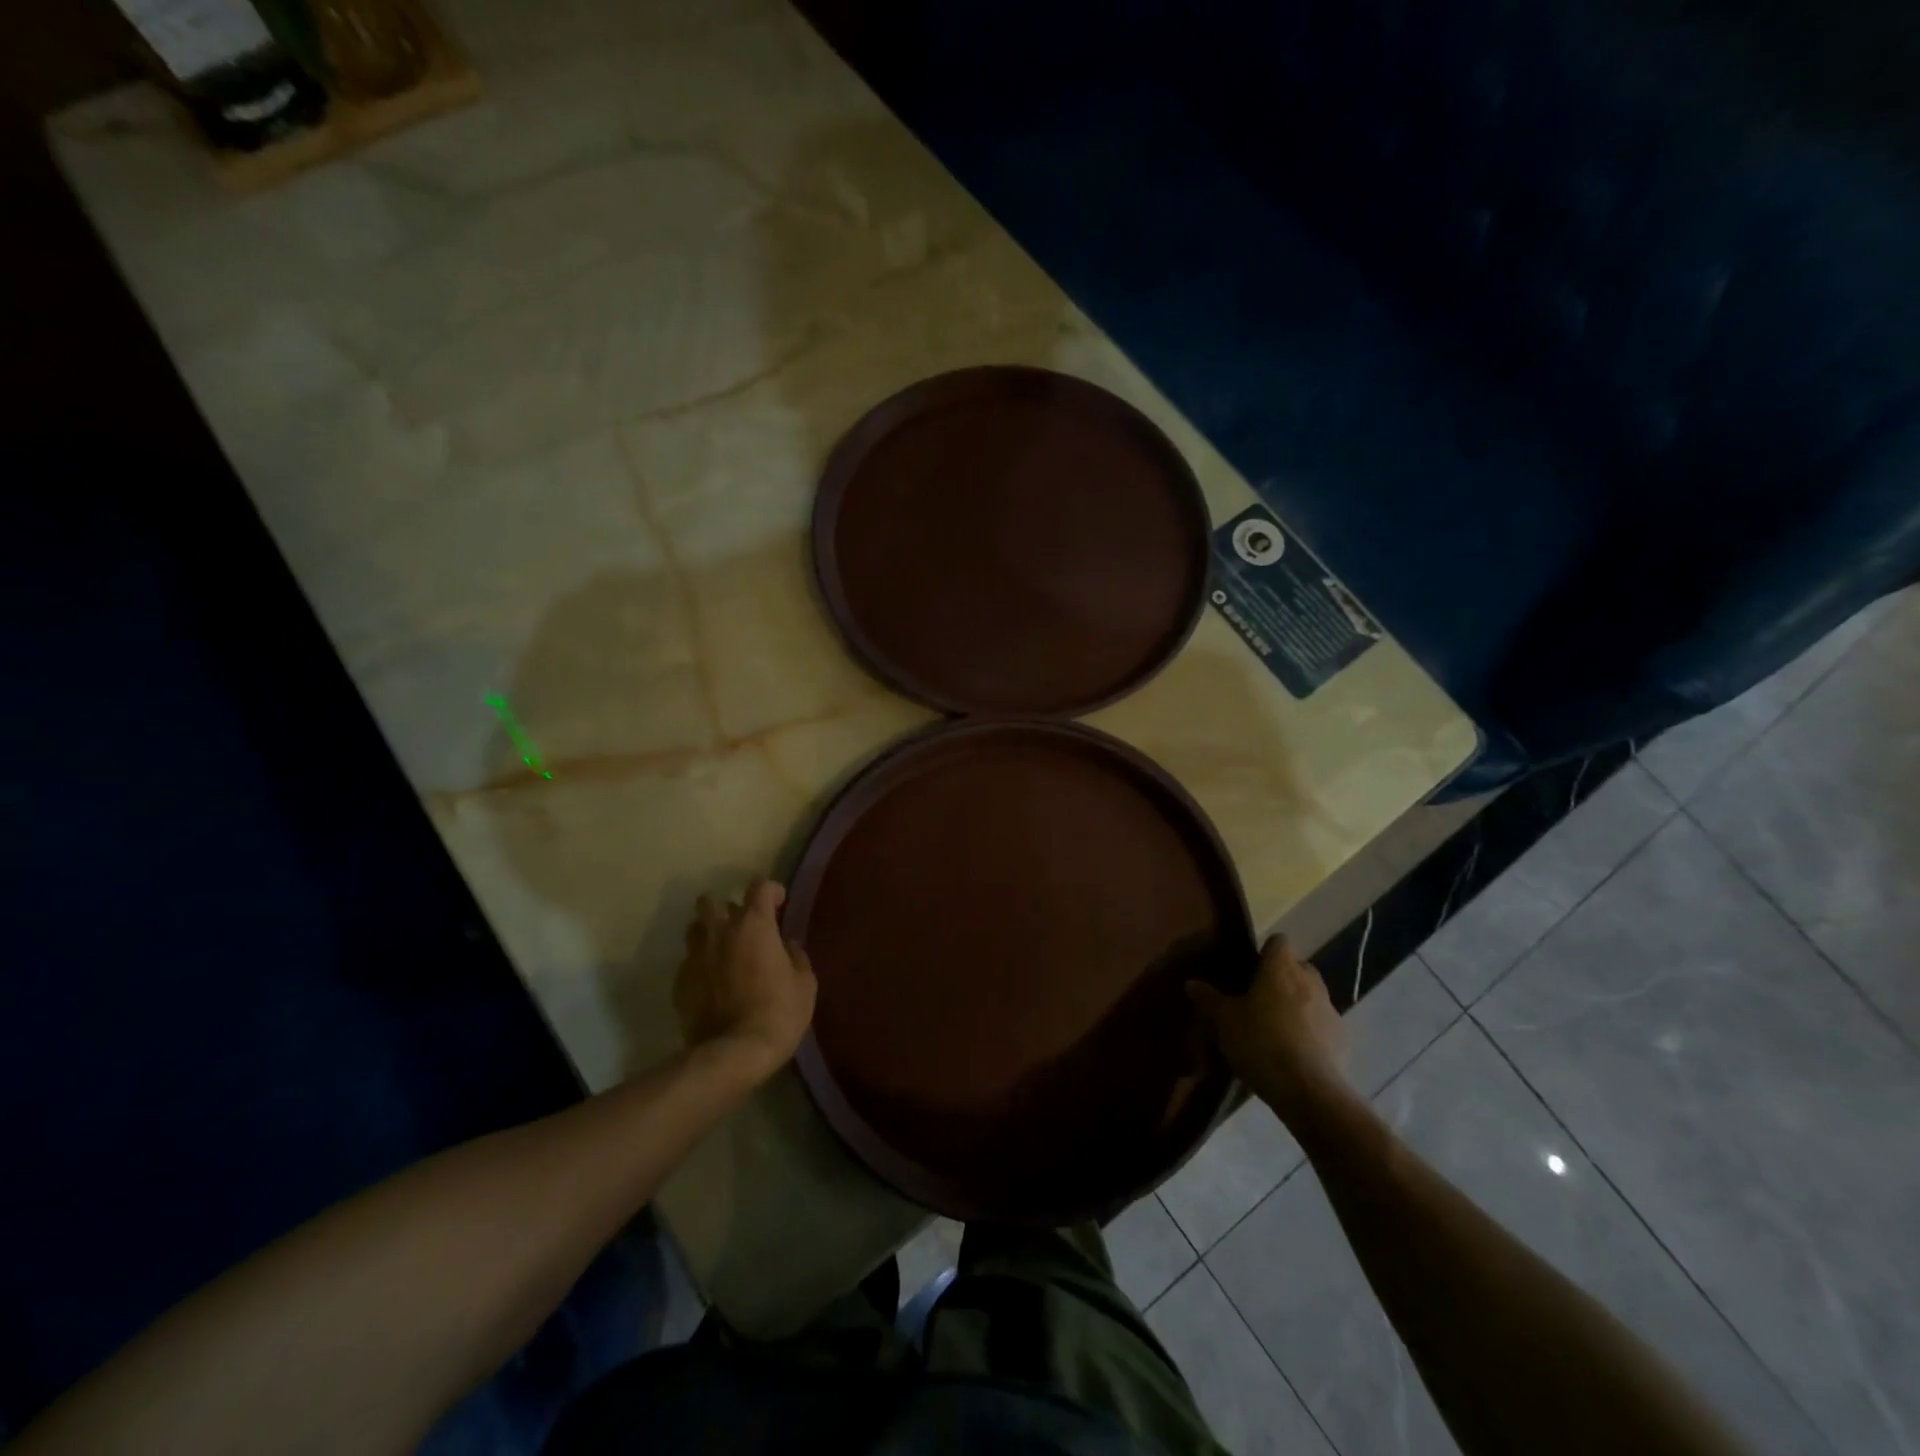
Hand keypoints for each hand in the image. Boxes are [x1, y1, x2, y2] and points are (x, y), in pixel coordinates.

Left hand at [675, 880, 817, 1083]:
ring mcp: (695, 956)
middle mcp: (720, 931)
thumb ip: (796, 956)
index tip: (780, 906)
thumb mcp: (804, 984)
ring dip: (710, 933)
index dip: (772, 891)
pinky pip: (689, 961)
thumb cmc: (778, 1013)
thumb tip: (787, 946)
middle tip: (744, 928)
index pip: (759, 886)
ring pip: (696, 928)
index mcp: (754, 924)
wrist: (732, 1054)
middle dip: (727, 907)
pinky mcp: (679, 982)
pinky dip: (701, 965)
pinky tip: (713, 984)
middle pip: (712, 900)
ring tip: (724, 952)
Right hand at [1188, 936, 1350, 1122]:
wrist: (1310, 1091)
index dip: (1266, 951)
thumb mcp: (1225, 1022)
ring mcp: (1331, 1010)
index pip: (1279, 941)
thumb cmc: (1261, 1043)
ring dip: (1298, 1004)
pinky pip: (1323, 1024)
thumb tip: (1191, 983)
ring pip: (1313, 995)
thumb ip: (1210, 999)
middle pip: (1299, 967)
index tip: (1250, 968)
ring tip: (1277, 1028)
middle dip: (1283, 977)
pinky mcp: (1343, 1038)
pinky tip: (1296, 1052)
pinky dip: (1312, 1031)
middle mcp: (1310, 981)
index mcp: (1281, 969)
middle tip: (1260, 998)